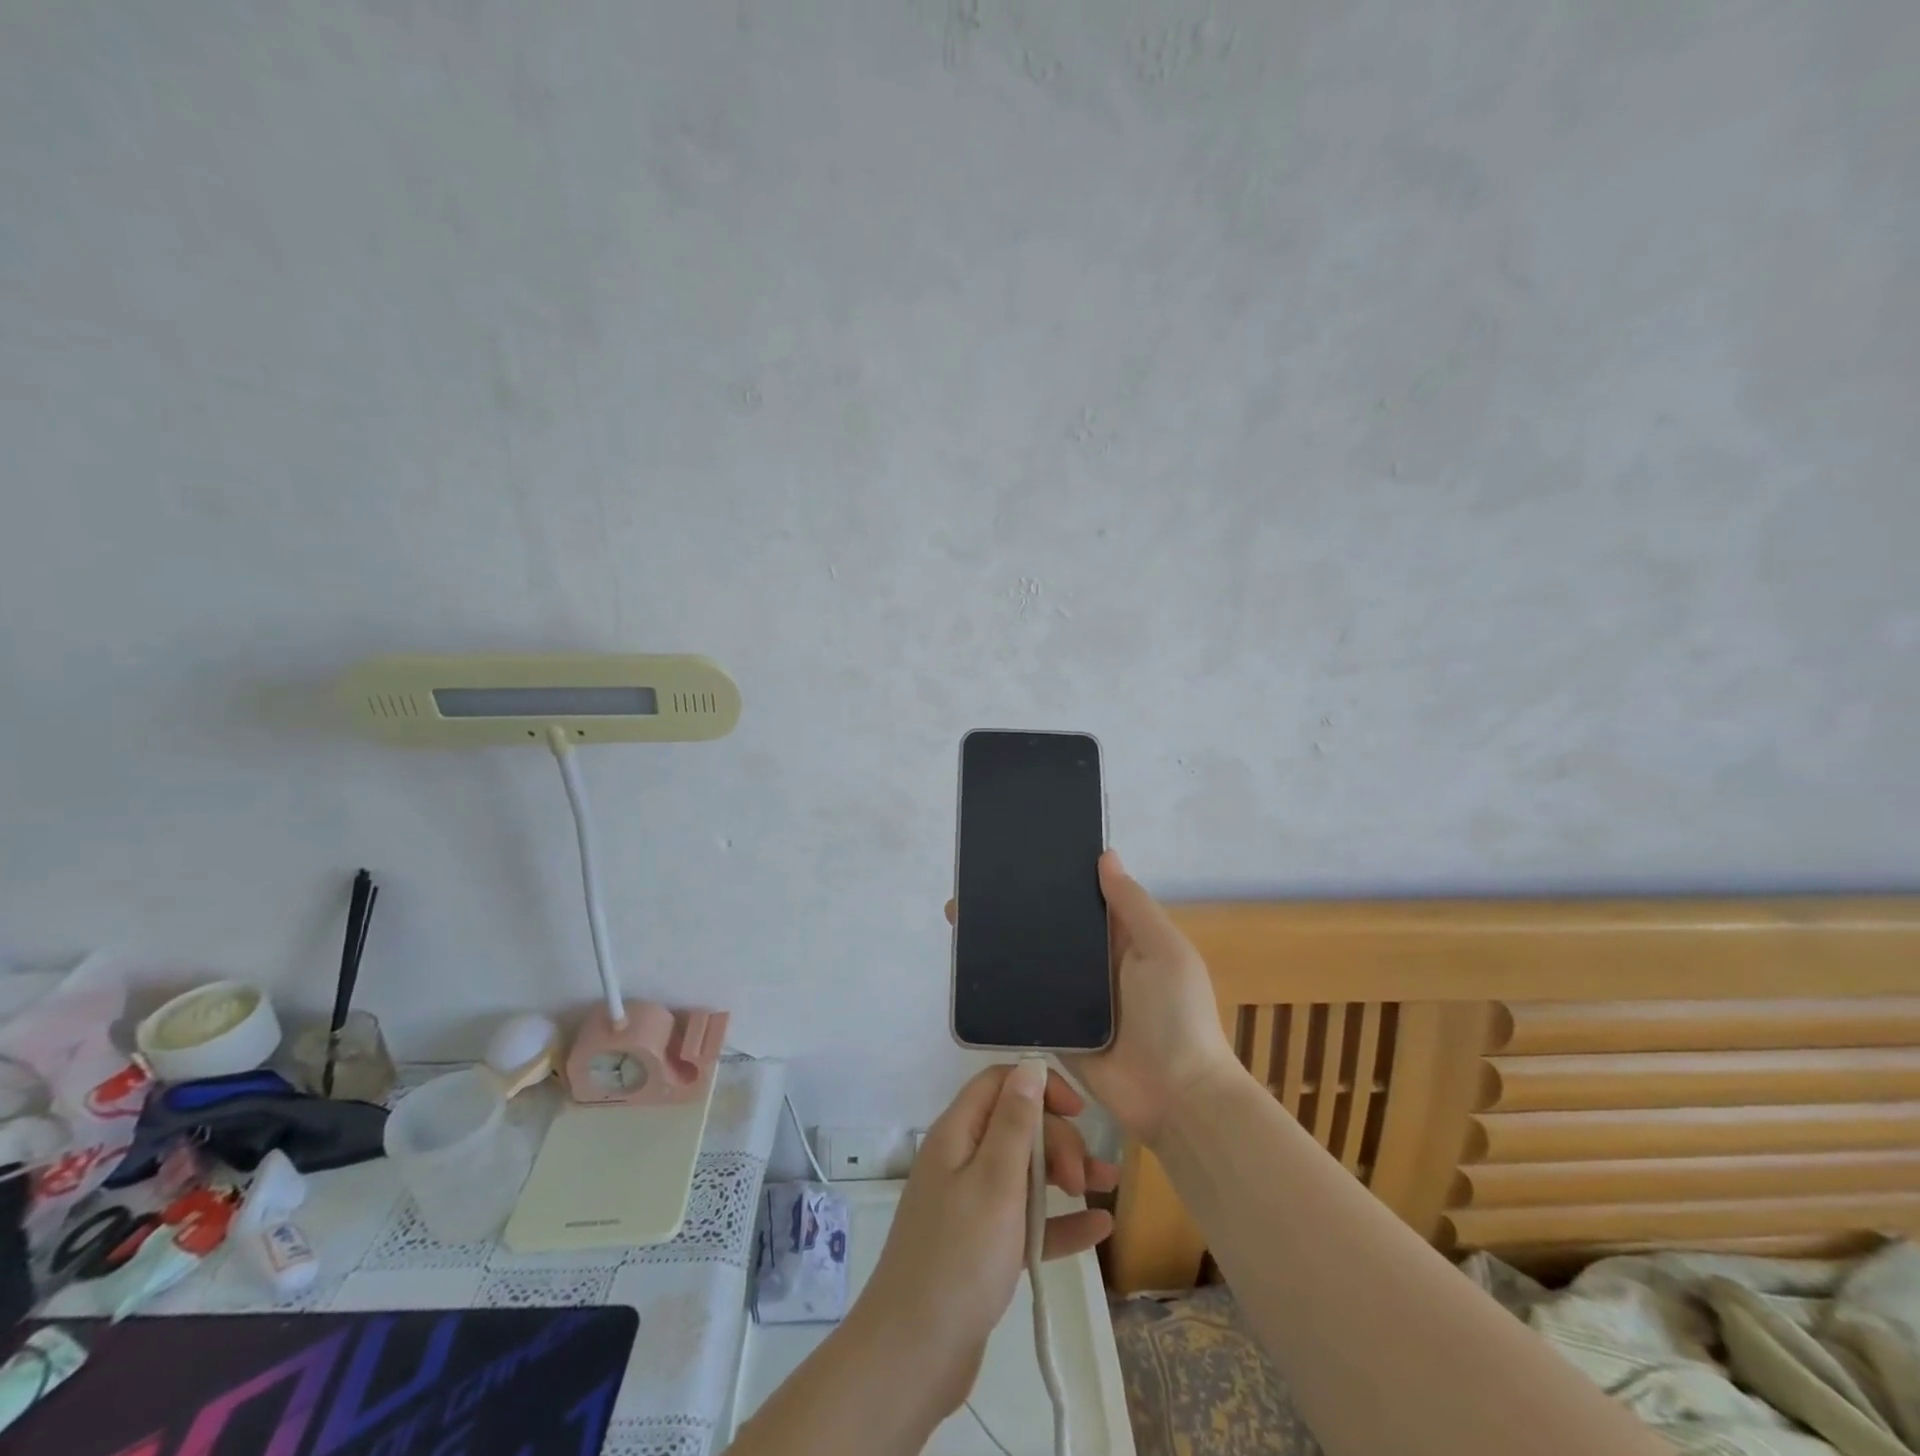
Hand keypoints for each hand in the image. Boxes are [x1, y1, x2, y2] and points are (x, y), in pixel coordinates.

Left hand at [854, 1062, 1116, 1416]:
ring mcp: (972, 1205)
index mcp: (957, 1134)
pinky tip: (1099, 1228)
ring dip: (1066, 1175)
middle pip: (1017, 1127)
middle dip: (1056, 1141)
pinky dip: (1059, 1221)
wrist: (914, 1355)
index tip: (1079, 1112)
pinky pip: (1027, 1221)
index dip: (1039, 1086)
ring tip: (1109, 1188)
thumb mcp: (995, 1181)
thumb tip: (1029, 1066)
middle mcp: (962, 1160)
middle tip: (1082, 1177)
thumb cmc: (959, 1257)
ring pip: (1026, 1174)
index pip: (1000, 1084)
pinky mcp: (983, 1248)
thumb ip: (1015, 1121)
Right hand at [946, 849, 1239, 1146]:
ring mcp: (1073, 998)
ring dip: (1003, 943)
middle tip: (974, 886)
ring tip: (960, 916)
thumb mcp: (1165, 951)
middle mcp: (1095, 964)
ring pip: (1033, 962)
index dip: (1057, 877)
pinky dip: (1003, 986)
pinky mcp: (1056, 1029)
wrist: (1174, 1099)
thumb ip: (1133, 906)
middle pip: (1053, 928)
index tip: (1018, 855)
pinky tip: (968, 965)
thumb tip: (1105, 855)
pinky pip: (1026, 1001)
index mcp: (1124, 938)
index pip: (1085, 898)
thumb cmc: (1176, 1016)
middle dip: (1019, 908)